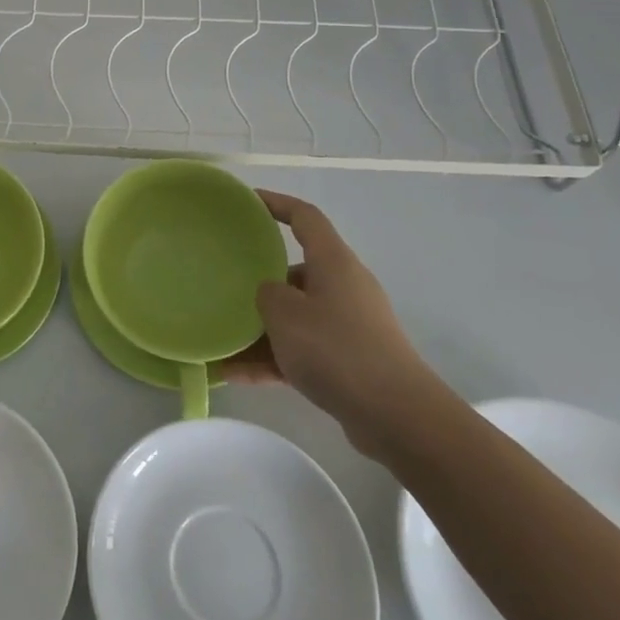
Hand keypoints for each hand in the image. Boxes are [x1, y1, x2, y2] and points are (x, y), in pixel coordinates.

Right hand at [245, 189, 447, 456]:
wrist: (398, 417)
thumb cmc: (337, 350)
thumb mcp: (285, 314)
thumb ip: (266, 294)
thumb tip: (269, 294)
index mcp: (334, 263)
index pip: (305, 217)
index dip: (275, 203)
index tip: (246, 203)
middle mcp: (344, 287)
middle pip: (295, 272)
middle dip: (259, 282)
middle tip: (224, 286)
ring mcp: (349, 325)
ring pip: (295, 317)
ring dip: (260, 330)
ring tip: (221, 344)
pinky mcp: (350, 361)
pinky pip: (302, 350)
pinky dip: (273, 359)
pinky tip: (236, 376)